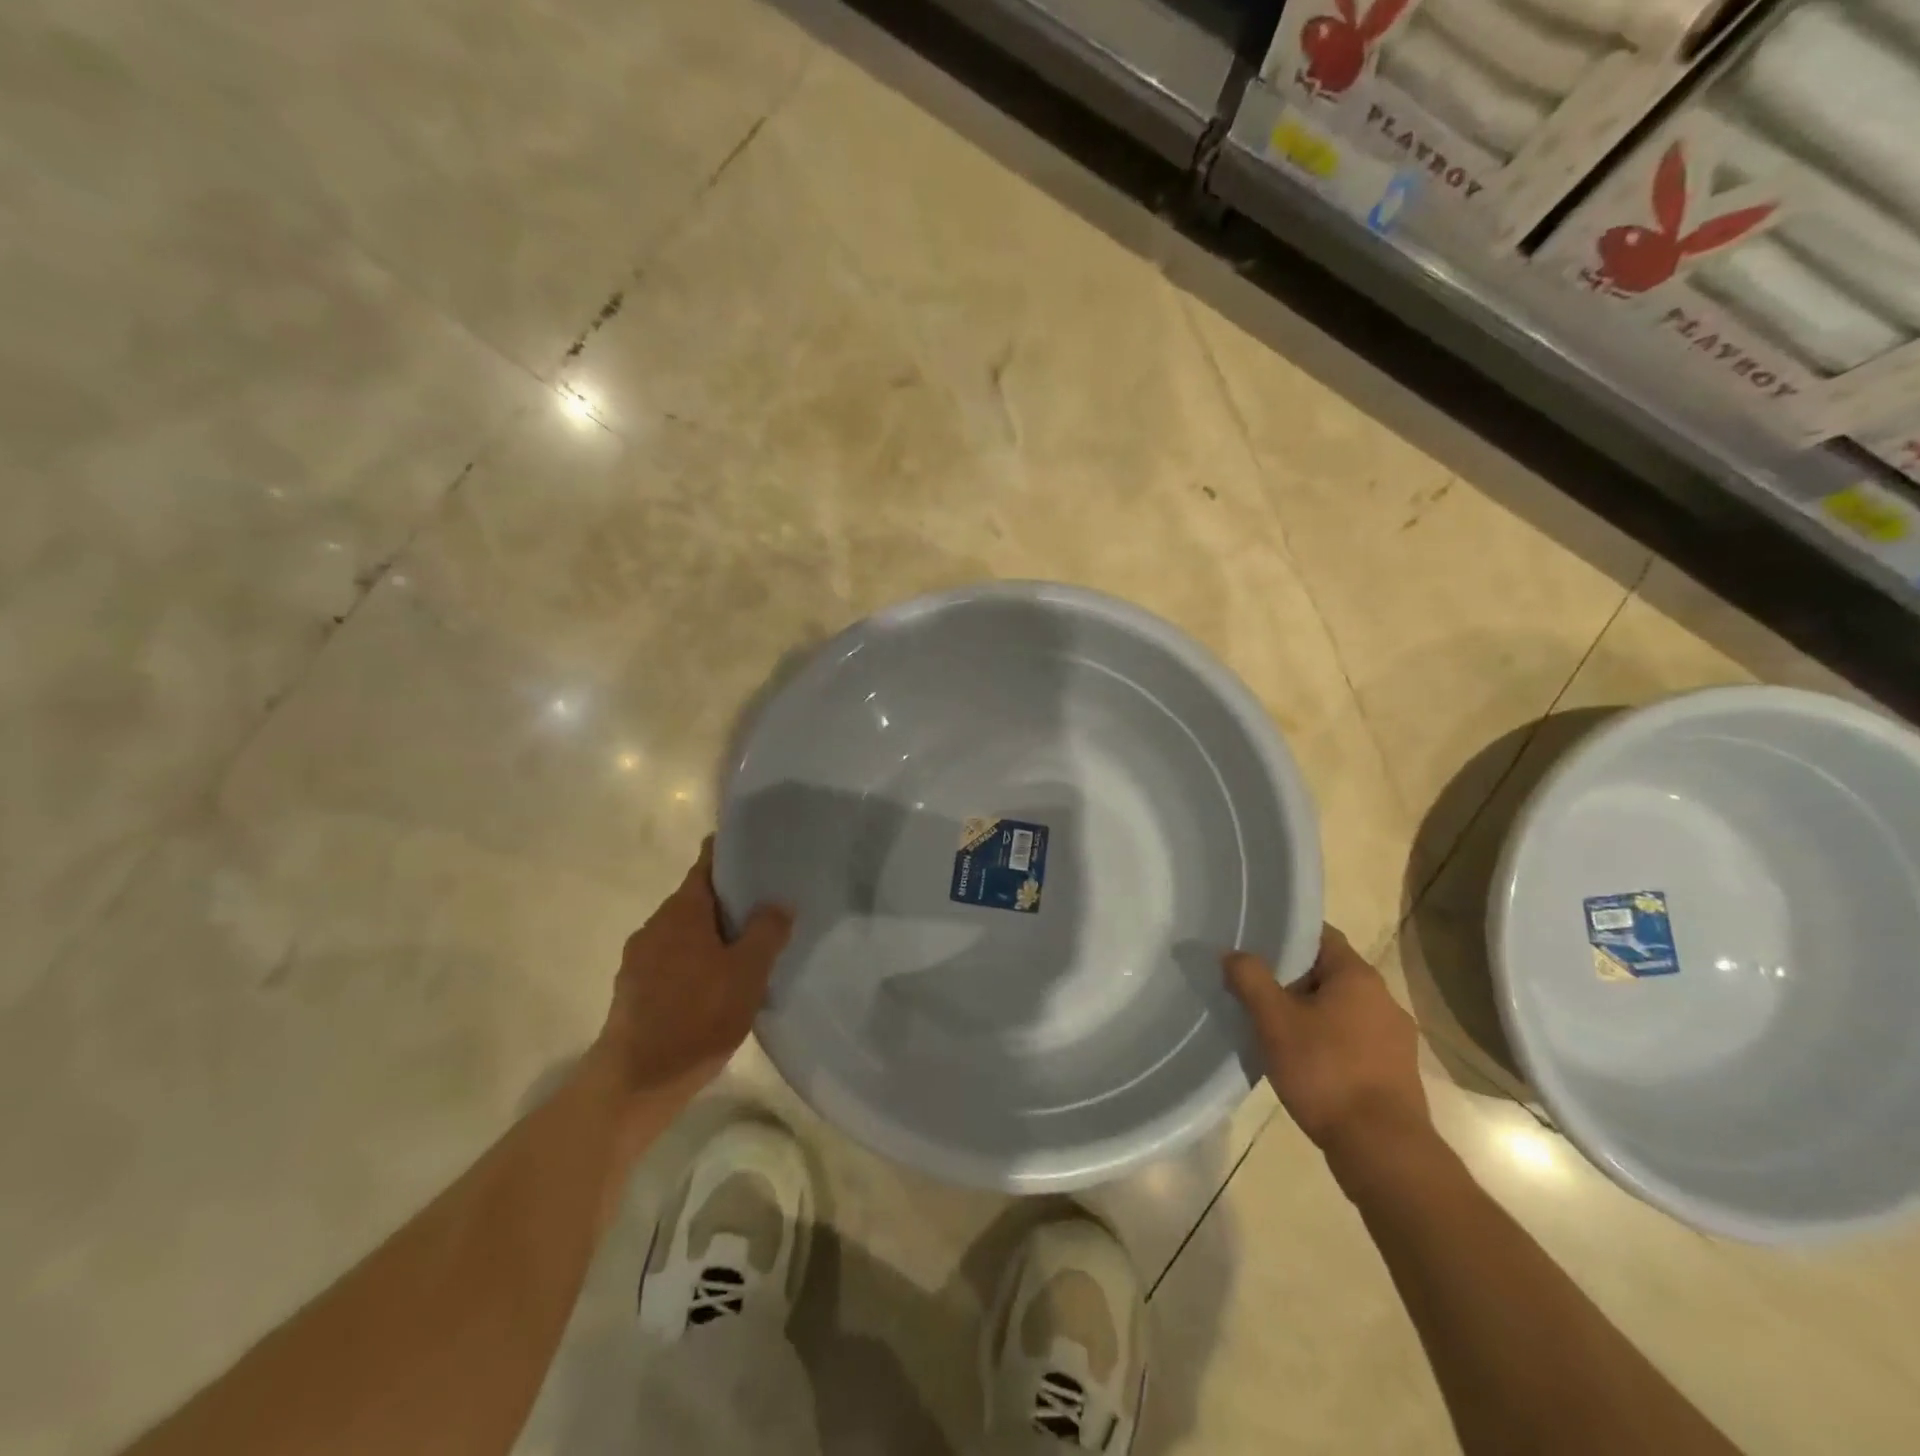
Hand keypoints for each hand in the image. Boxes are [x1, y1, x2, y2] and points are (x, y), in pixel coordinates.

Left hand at [595, 837, 793, 1100]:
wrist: (635, 1082)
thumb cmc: (697, 1017)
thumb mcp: (747, 973)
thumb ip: (767, 932)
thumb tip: (778, 902)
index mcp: (682, 911)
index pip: (707, 863)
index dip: (733, 853)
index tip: (760, 852)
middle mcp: (656, 925)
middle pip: (698, 898)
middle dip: (731, 900)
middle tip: (769, 907)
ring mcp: (640, 958)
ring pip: (685, 932)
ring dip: (714, 935)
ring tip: (749, 949)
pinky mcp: (633, 989)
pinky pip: (673, 959)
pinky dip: (697, 961)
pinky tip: (718, 985)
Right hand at [1224, 926, 1429, 1174]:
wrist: (1383, 1150)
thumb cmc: (1326, 1072)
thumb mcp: (1274, 1021)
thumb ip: (1250, 979)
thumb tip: (1233, 954)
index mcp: (1359, 977)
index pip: (1320, 935)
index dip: (1285, 935)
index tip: (1254, 945)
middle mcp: (1384, 999)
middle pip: (1328, 973)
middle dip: (1291, 979)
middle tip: (1254, 988)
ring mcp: (1395, 1038)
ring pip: (1340, 1009)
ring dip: (1309, 1012)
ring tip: (1273, 1027)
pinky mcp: (1395, 1072)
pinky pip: (1353, 1040)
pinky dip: (1327, 1041)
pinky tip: (1303, 1062)